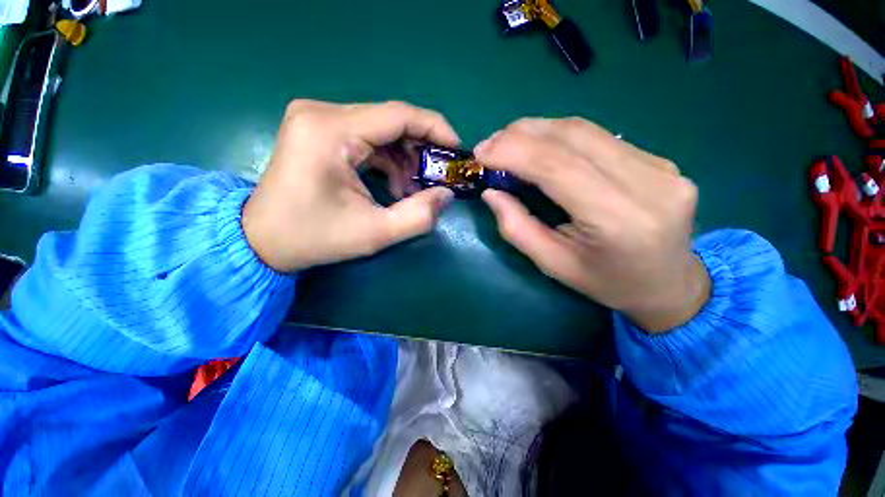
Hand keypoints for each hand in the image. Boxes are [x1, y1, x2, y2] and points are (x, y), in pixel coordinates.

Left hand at [242, 100, 458, 272]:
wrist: (262, 240)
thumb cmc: (314, 238)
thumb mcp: (374, 233)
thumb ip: (418, 216)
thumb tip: (447, 195)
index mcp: (331, 131)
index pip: (398, 115)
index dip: (436, 129)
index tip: (457, 150)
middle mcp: (322, 113)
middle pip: (391, 121)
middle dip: (420, 150)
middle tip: (435, 179)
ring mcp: (318, 119)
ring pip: (381, 130)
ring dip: (403, 159)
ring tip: (409, 191)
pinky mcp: (319, 131)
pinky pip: (367, 138)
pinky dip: (387, 160)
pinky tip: (391, 185)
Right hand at [474, 118, 709, 331]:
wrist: (669, 283)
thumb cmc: (605, 282)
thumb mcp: (553, 265)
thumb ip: (517, 228)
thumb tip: (491, 192)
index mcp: (619, 220)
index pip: (558, 167)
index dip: (514, 152)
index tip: (480, 153)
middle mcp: (647, 183)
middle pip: (572, 137)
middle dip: (520, 135)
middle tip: (488, 146)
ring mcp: (659, 165)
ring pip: (584, 129)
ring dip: (537, 130)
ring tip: (507, 143)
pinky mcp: (659, 159)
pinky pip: (598, 136)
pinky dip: (559, 136)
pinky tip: (540, 148)